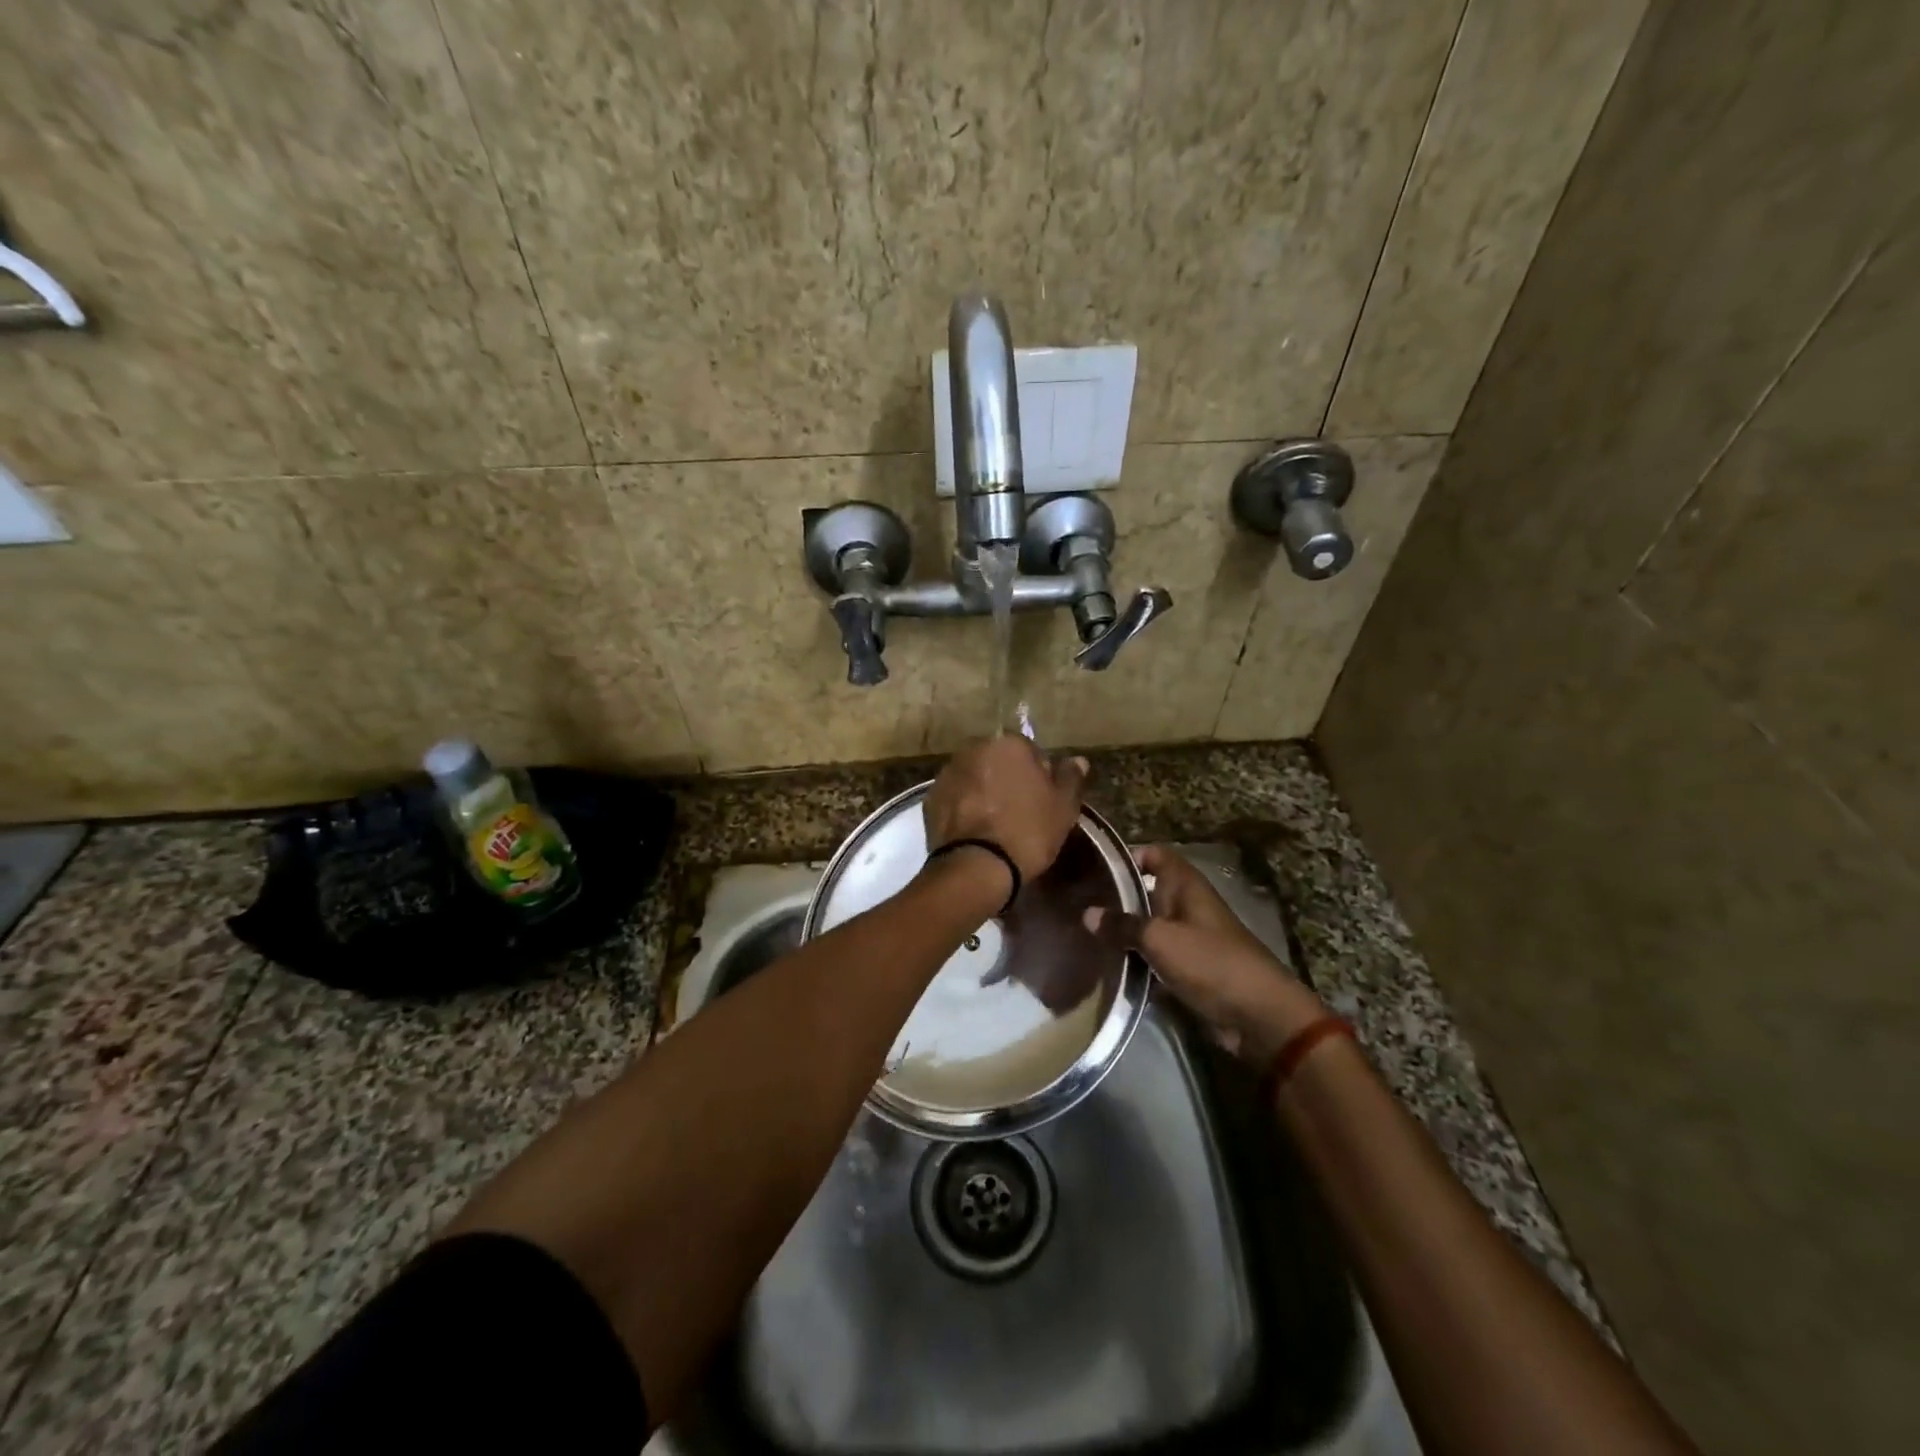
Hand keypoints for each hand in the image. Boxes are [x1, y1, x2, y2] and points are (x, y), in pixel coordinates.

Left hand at [924, 737, 1088, 882]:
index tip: (1042, 801)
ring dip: (984, 792)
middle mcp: (974, 749)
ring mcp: (948, 773)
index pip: (1030, 752)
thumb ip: (1070, 778)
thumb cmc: (1028, 832)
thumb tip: (1077, 760)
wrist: (977, 867)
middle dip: (1008, 780)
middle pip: (998, 762)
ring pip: (975, 778)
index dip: (1039, 776)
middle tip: (1020, 813)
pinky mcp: (930, 798)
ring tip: (995, 825)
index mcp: (1008, 744)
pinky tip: (975, 832)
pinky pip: (956, 798)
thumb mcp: (1063, 808)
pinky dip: (964, 808)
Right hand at [1086, 845, 1325, 1066]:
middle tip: (1077, 903)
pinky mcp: (1188, 969)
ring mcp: (1188, 938)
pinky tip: (1105, 965)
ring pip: (1148, 926)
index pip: (1154, 855)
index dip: (1127, 856)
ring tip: (1082, 934)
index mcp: (1186, 886)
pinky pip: (1155, 957)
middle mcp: (1187, 906)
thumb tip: (1087, 913)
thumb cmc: (1210, 962)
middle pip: (1147, 891)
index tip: (1093, 867)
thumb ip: (1123, 925)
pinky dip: (1135, 960)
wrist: (1257, 1015)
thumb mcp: (1160, 939)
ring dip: (1123, 932)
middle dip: (1116, 897)